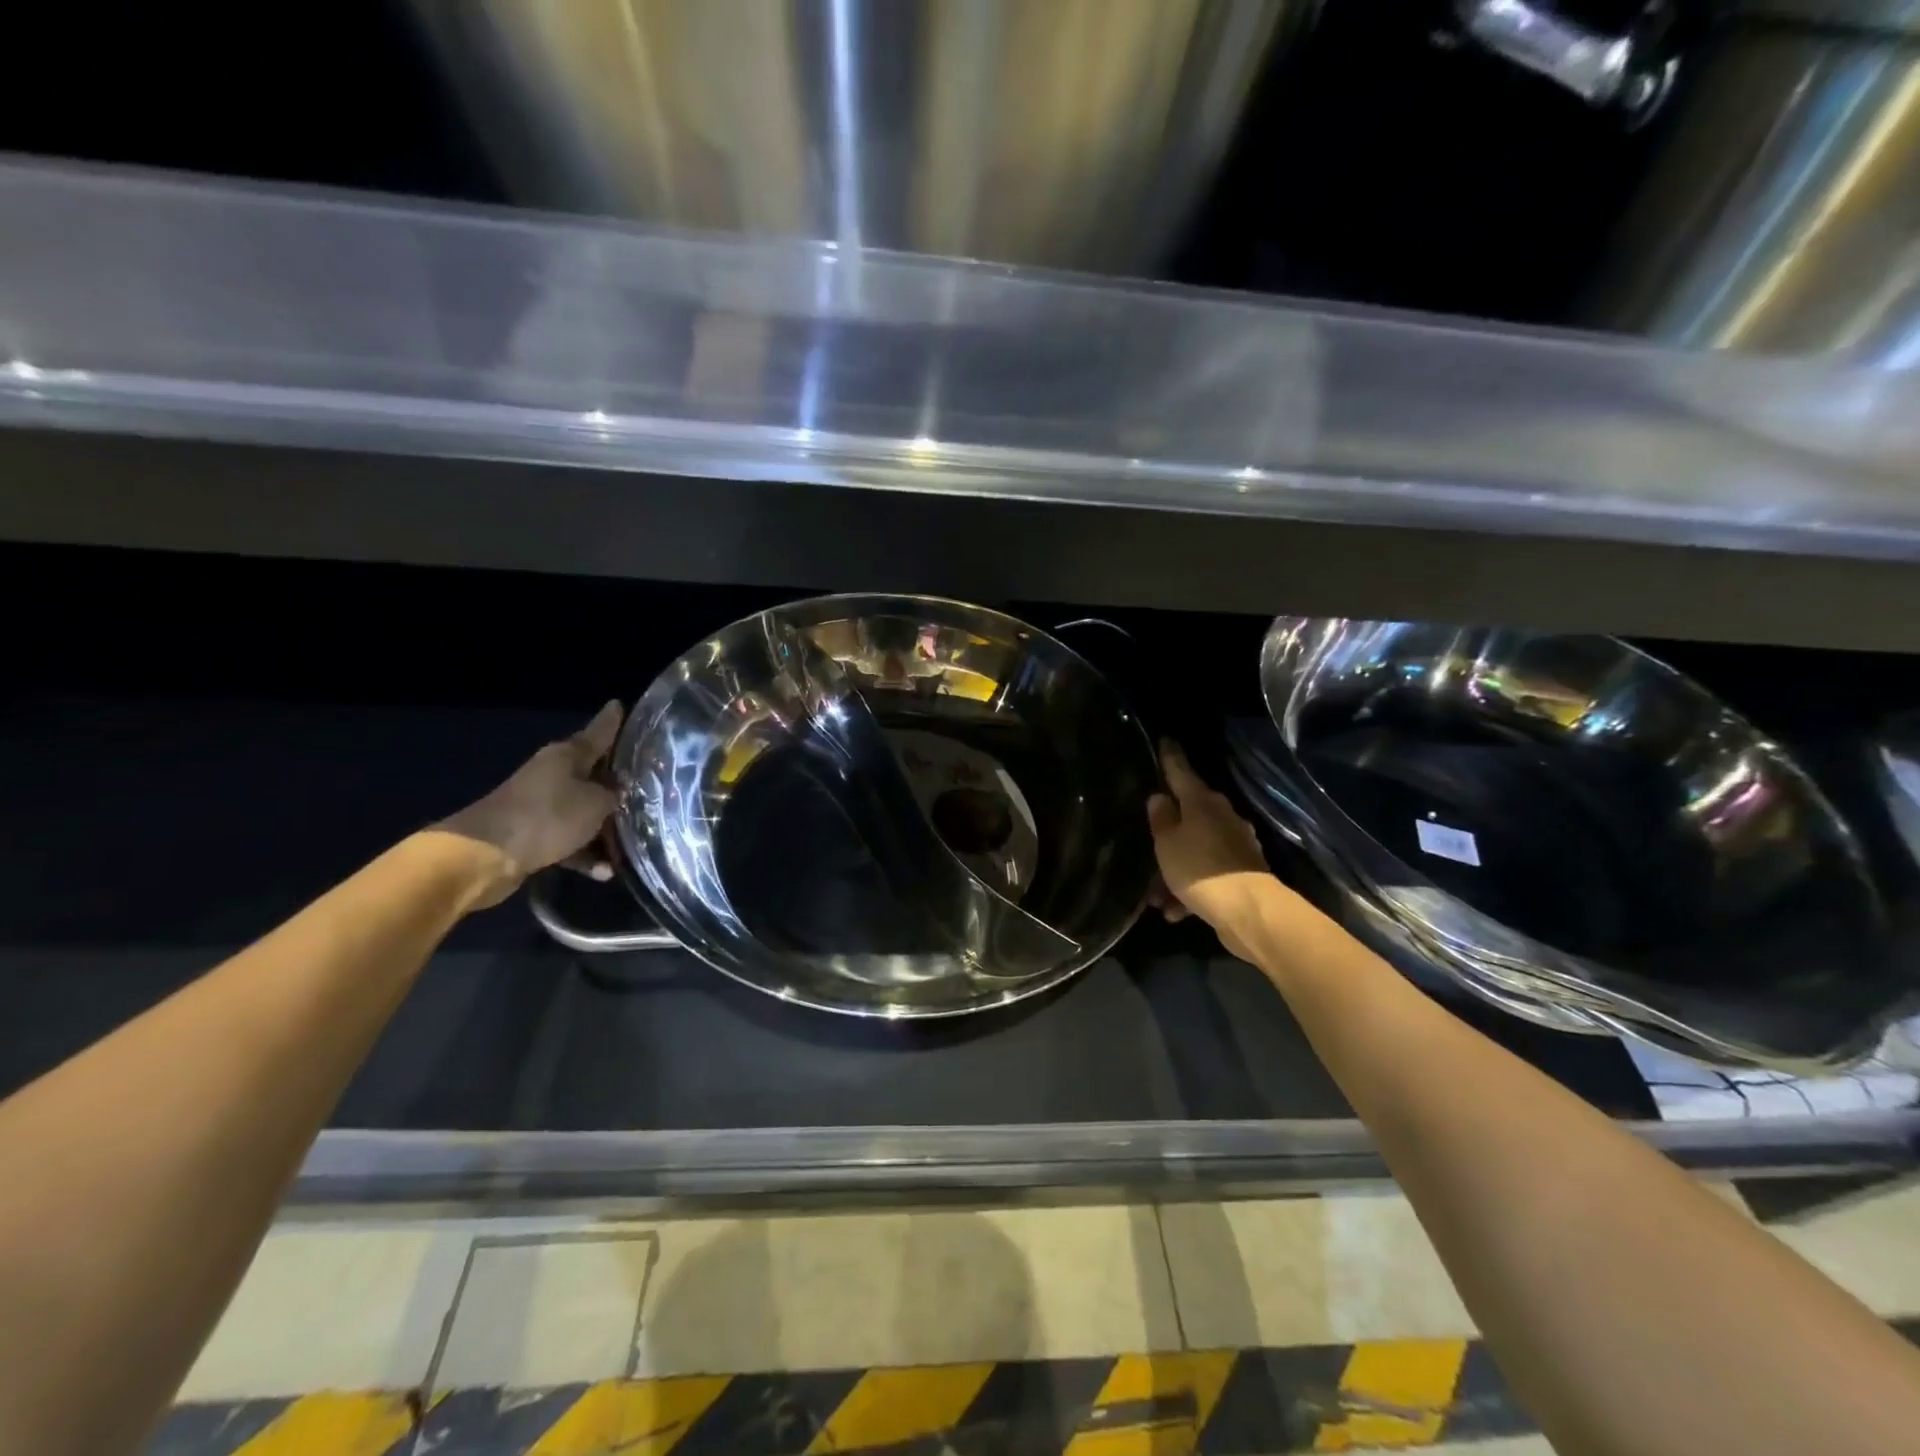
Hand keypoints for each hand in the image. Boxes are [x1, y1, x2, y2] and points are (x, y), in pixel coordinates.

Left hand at [436, 700, 623, 908]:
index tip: (620, 705)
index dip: (612, 721)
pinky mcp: (532, 834)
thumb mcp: (595, 803)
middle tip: (647, 784)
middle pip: (592, 773)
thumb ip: (613, 795)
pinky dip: (584, 854)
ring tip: (631, 843)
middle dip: (616, 782)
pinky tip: (603, 872)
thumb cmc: (547, 817)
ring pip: (582, 811)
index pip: (598, 732)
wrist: (485, 855)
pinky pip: (569, 840)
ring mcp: (540, 804)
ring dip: (603, 828)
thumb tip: (620, 789)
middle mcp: (552, 774)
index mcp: (567, 756)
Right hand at [1146, 740, 1274, 959]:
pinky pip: (1207, 874)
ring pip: (1195, 849)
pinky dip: (1190, 889)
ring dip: (1175, 869)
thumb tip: (1160, 797)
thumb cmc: (1200, 869)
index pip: (1181, 771)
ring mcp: (1235, 845)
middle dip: (1168, 830)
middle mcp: (1223, 817)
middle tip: (1147, 840)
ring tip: (1155, 896)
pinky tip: (1174, 911)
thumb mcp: (1167, 843)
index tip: (1165, 740)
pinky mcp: (1242, 872)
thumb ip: (1161, 818)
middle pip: (1189, 814)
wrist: (1248, 911)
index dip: (1170, 757)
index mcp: (1202, 802)